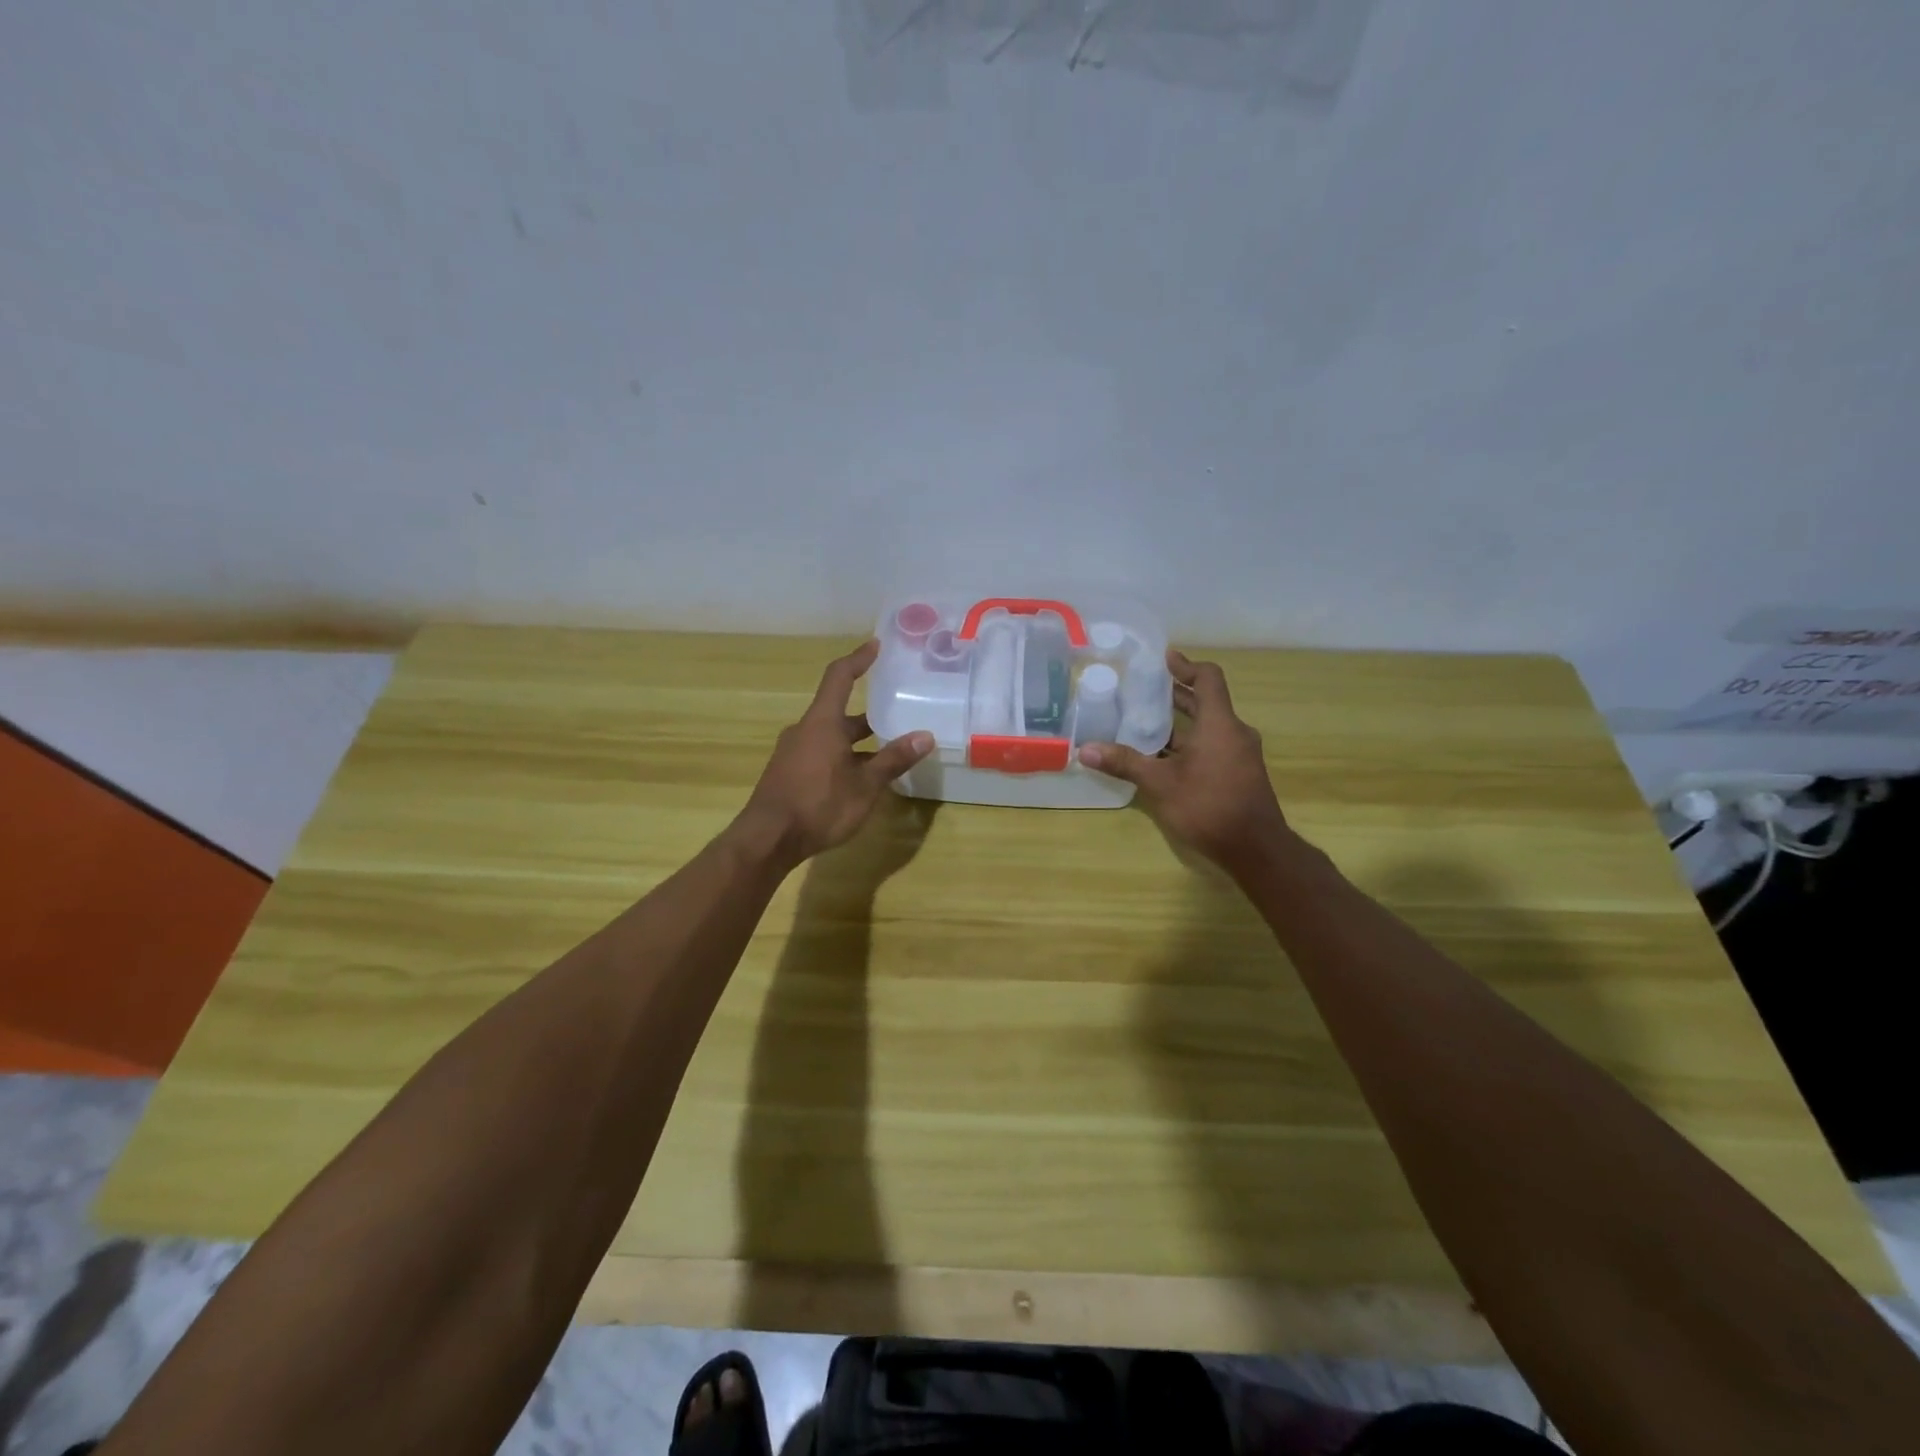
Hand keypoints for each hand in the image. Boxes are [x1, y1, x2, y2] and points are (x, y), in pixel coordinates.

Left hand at [736, 640, 934, 866]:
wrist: (767, 840)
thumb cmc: (818, 805)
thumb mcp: (864, 785)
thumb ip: (893, 759)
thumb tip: (925, 735)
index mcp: (822, 723)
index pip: (840, 677)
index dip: (858, 659)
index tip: (876, 645)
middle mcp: (805, 730)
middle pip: (839, 712)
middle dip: (869, 715)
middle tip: (897, 713)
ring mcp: (793, 752)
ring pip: (831, 736)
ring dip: (857, 740)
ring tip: (887, 751)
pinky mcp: (788, 773)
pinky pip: (821, 753)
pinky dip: (843, 756)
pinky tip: (860, 778)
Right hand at [1077, 650, 1289, 874]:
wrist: (1255, 849)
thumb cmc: (1208, 806)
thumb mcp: (1160, 784)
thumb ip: (1124, 763)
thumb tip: (1085, 750)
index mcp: (1219, 724)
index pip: (1208, 678)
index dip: (1186, 666)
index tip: (1164, 659)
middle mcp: (1234, 732)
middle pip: (1207, 702)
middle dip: (1177, 695)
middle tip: (1145, 690)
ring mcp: (1240, 754)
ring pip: (1209, 726)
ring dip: (1182, 722)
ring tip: (1147, 722)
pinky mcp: (1239, 774)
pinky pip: (1214, 745)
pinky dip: (1190, 742)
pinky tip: (1164, 757)